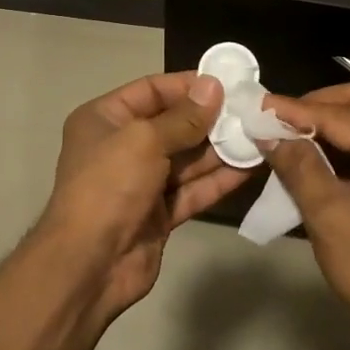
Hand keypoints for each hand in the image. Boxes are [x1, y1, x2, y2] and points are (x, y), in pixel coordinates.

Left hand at [36, 72, 249, 319]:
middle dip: (210, 119)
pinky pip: (192, 189)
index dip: (188, 85)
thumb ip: (183, 117)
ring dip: (220, 149)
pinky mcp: (159, 214)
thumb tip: (213, 86)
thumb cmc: (109, 186)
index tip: (227, 83)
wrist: (89, 265)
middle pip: (173, 125)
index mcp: (105, 120)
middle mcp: (121, 146)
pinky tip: (250, 168)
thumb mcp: (144, 141)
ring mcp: (141, 182)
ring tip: (260, 136)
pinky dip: (218, 180)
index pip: (151, 91)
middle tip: (252, 111)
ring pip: (187, 159)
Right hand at [263, 84, 349, 349]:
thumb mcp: (329, 217)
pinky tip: (313, 157)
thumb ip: (299, 166)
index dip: (296, 110)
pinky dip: (343, 146)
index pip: (341, 115)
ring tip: (288, 134)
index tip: (259, 106)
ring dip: (329, 124)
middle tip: (278, 117)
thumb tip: (268, 133)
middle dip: (317, 105)